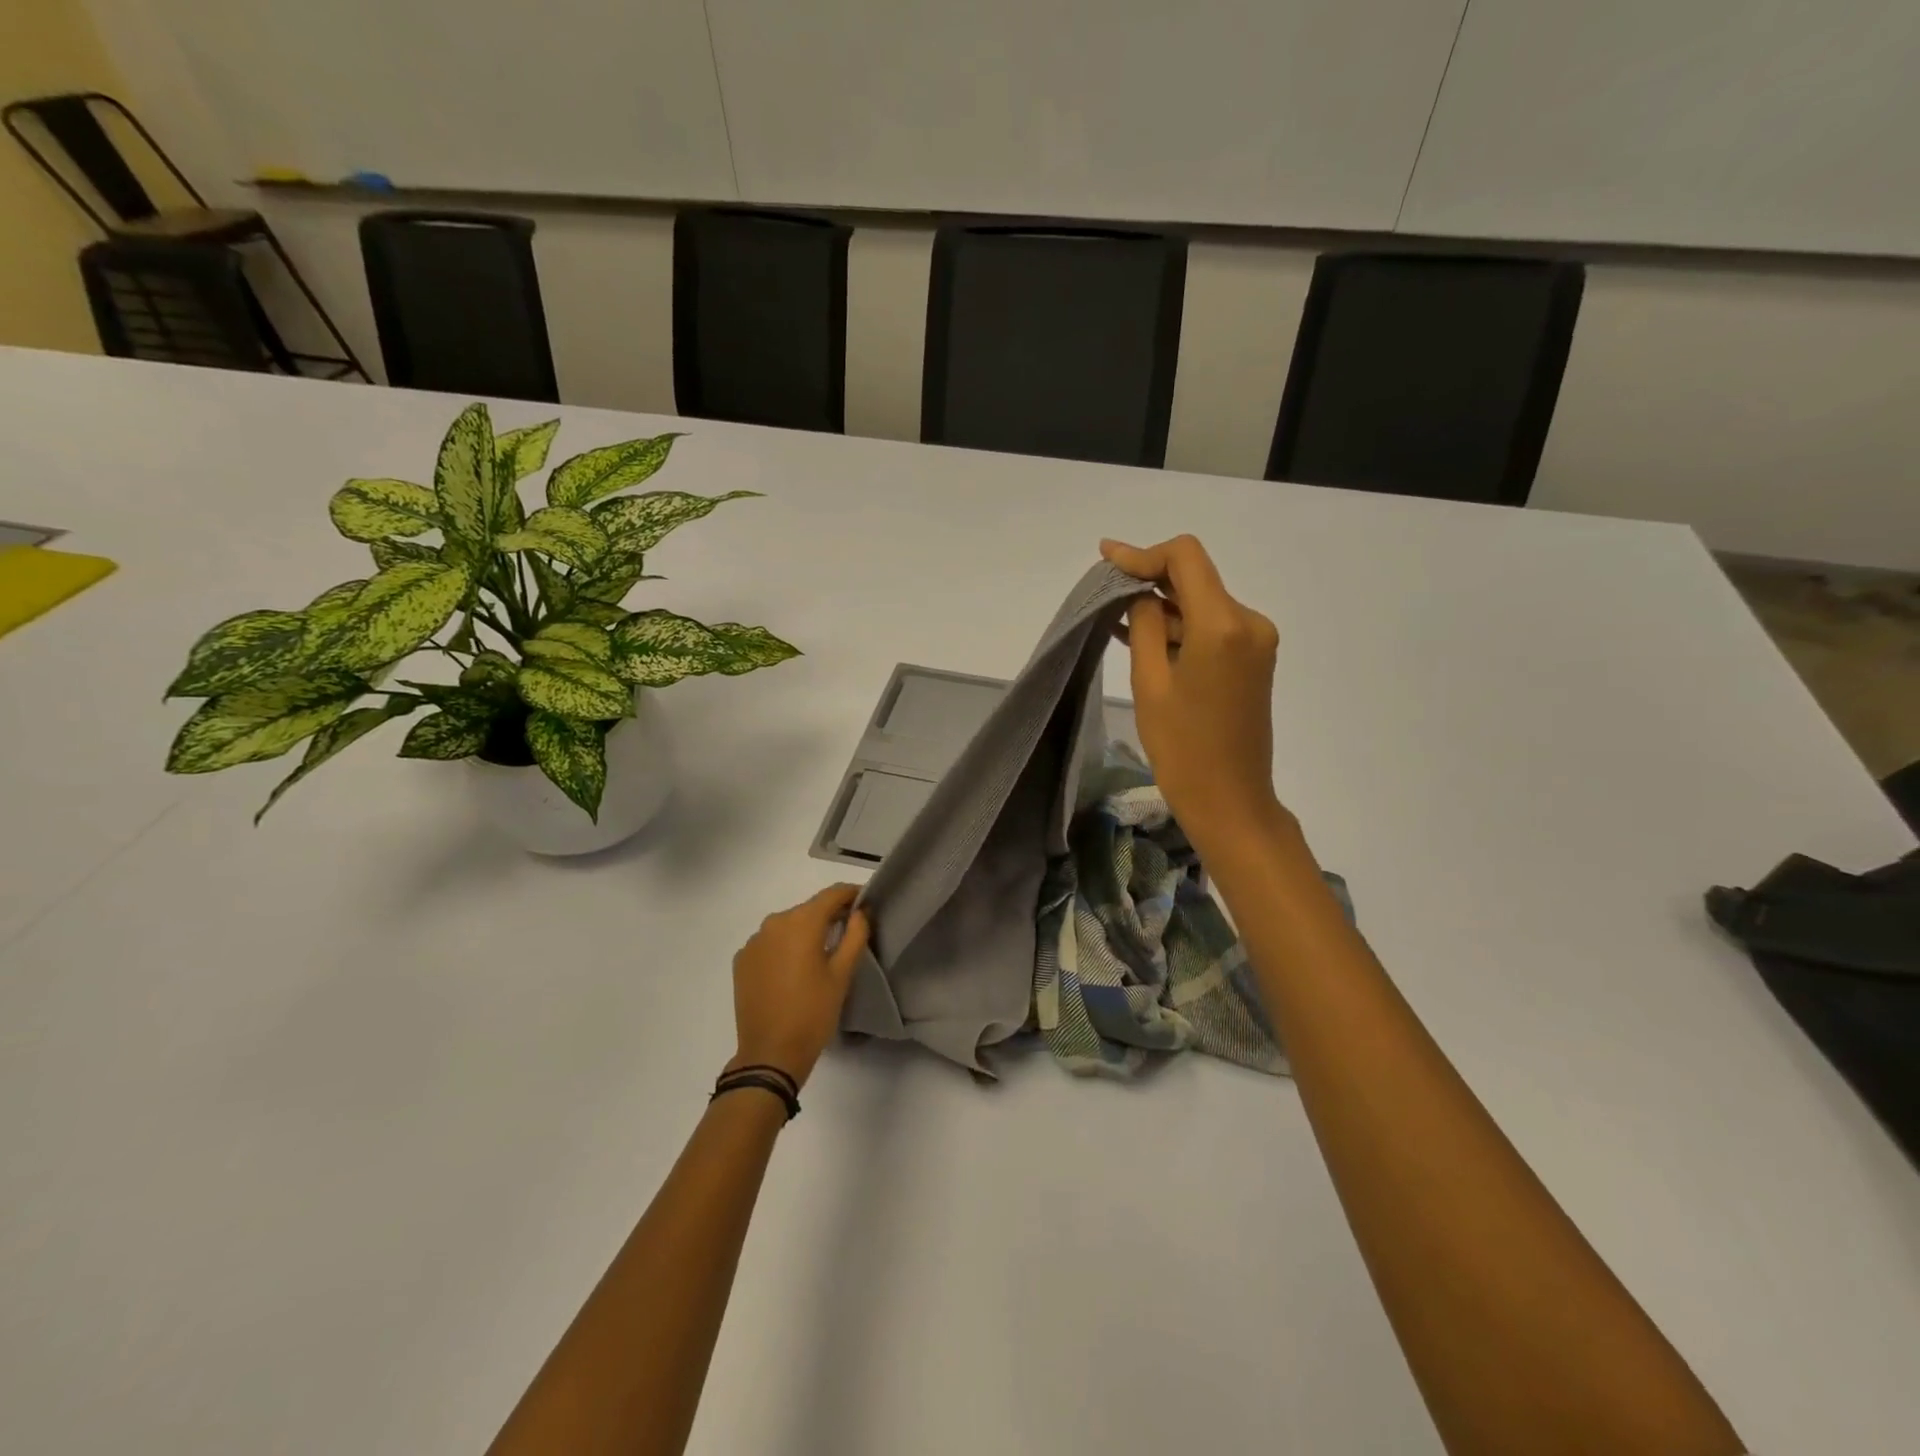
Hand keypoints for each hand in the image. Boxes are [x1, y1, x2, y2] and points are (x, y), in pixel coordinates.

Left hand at [728, 885, 870, 1088]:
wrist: (769, 1055)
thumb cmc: (813, 1013)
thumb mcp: (842, 974)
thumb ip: (855, 935)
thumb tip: (860, 911)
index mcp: (801, 922)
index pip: (832, 894)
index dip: (851, 894)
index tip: (866, 901)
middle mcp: (774, 923)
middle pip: (809, 909)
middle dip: (829, 915)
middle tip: (848, 931)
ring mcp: (754, 941)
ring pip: (788, 926)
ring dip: (805, 932)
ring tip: (821, 953)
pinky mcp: (742, 960)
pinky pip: (770, 943)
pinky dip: (785, 947)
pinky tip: (793, 970)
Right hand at [1102, 535, 1290, 858]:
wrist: (1230, 800)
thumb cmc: (1182, 748)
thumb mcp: (1150, 682)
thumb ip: (1143, 625)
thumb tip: (1141, 593)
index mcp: (1224, 625)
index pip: (1185, 558)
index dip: (1143, 554)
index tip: (1106, 560)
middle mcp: (1249, 621)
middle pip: (1195, 578)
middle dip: (1149, 581)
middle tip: (1104, 595)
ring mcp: (1255, 640)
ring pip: (1201, 603)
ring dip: (1162, 609)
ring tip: (1116, 623)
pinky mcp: (1252, 659)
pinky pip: (1211, 627)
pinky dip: (1179, 628)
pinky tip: (1143, 638)